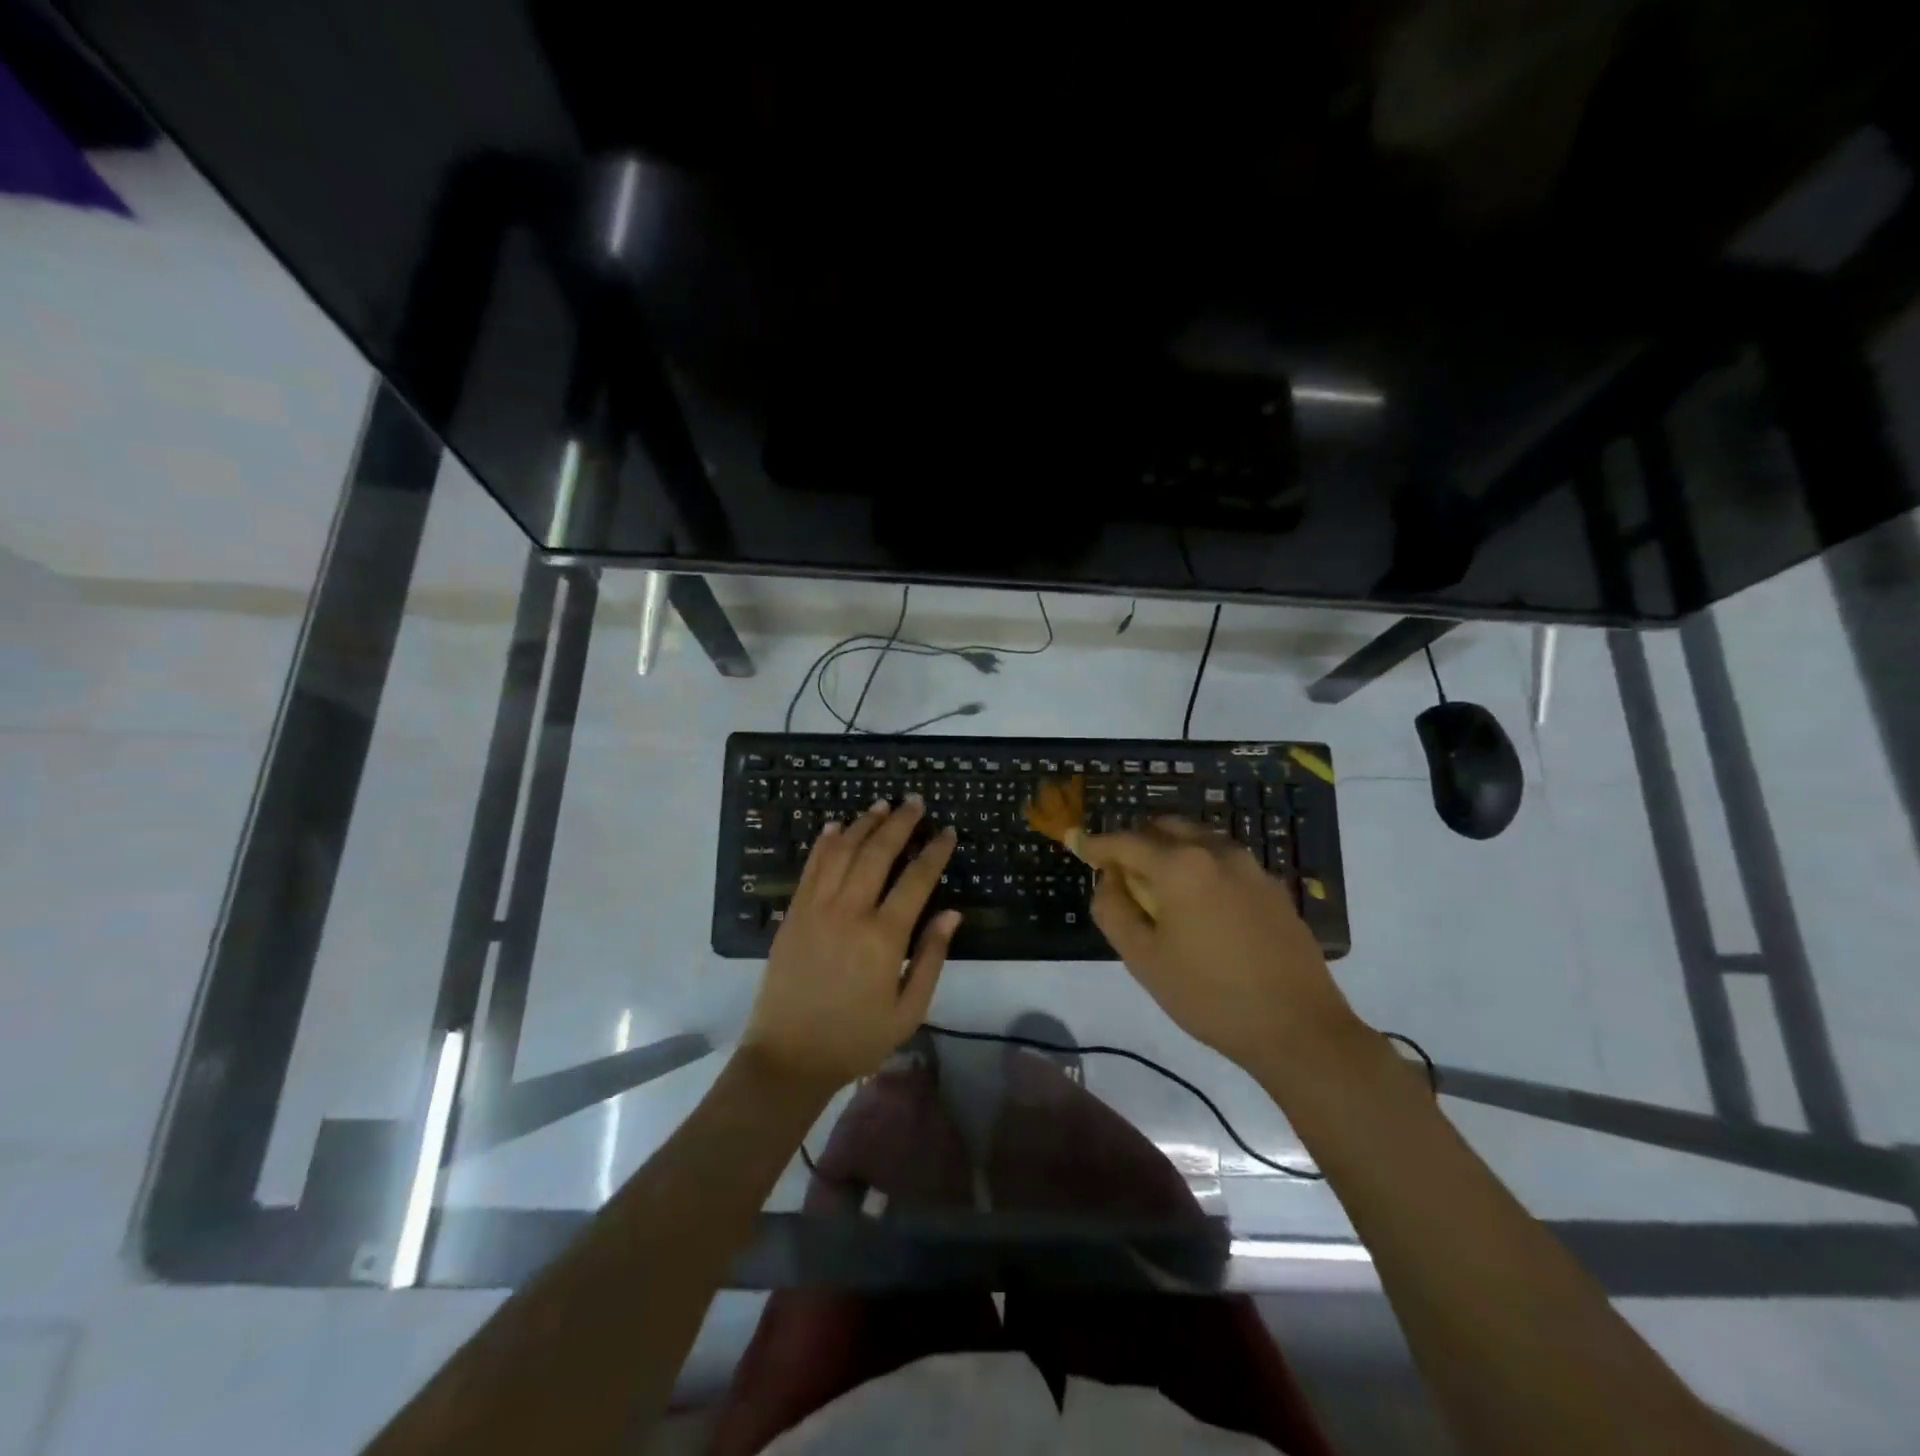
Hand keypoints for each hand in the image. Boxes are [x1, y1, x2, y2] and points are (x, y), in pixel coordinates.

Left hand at [741, 796, 959, 1094]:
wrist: (788, 1057)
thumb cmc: (855, 1039)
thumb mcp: (908, 1011)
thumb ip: (931, 958)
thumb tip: (952, 913)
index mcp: (884, 937)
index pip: (916, 879)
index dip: (935, 851)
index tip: (947, 831)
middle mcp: (850, 912)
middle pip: (878, 853)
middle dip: (900, 822)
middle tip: (915, 801)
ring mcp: (816, 909)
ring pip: (843, 851)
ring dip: (864, 823)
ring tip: (882, 804)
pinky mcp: (793, 913)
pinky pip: (811, 867)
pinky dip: (825, 842)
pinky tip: (837, 825)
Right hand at [1081, 819, 1362, 1078]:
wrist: (1299, 1028)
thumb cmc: (1209, 996)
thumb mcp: (1144, 959)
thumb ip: (1114, 910)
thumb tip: (1108, 879)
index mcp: (1181, 865)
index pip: (1125, 841)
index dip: (1095, 844)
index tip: (1075, 843)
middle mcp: (1217, 851)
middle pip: (1164, 828)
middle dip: (1136, 842)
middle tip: (1120, 872)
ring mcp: (1251, 867)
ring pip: (1198, 840)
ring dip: (1170, 851)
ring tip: (1159, 889)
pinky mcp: (1273, 887)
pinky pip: (1224, 861)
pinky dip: (1200, 867)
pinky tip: (1200, 905)